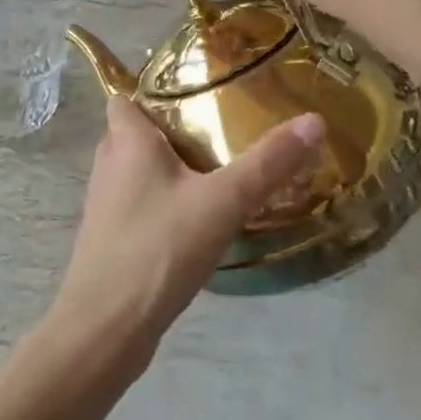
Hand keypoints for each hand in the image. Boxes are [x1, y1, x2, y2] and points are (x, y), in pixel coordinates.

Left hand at [51, 97, 325, 363]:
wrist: (106, 329)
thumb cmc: (158, 248)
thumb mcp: (222, 202)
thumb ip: (267, 163)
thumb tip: (315, 120)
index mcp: (126, 140)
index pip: (125, 96)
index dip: (151, 90)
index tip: (194, 92)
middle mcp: (108, 164)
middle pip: (135, 132)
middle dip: (171, 129)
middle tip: (218, 130)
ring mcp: (105, 204)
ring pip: (137, 171)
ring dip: (168, 169)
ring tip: (215, 171)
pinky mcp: (111, 239)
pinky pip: (139, 205)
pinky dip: (163, 203)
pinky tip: (196, 220)